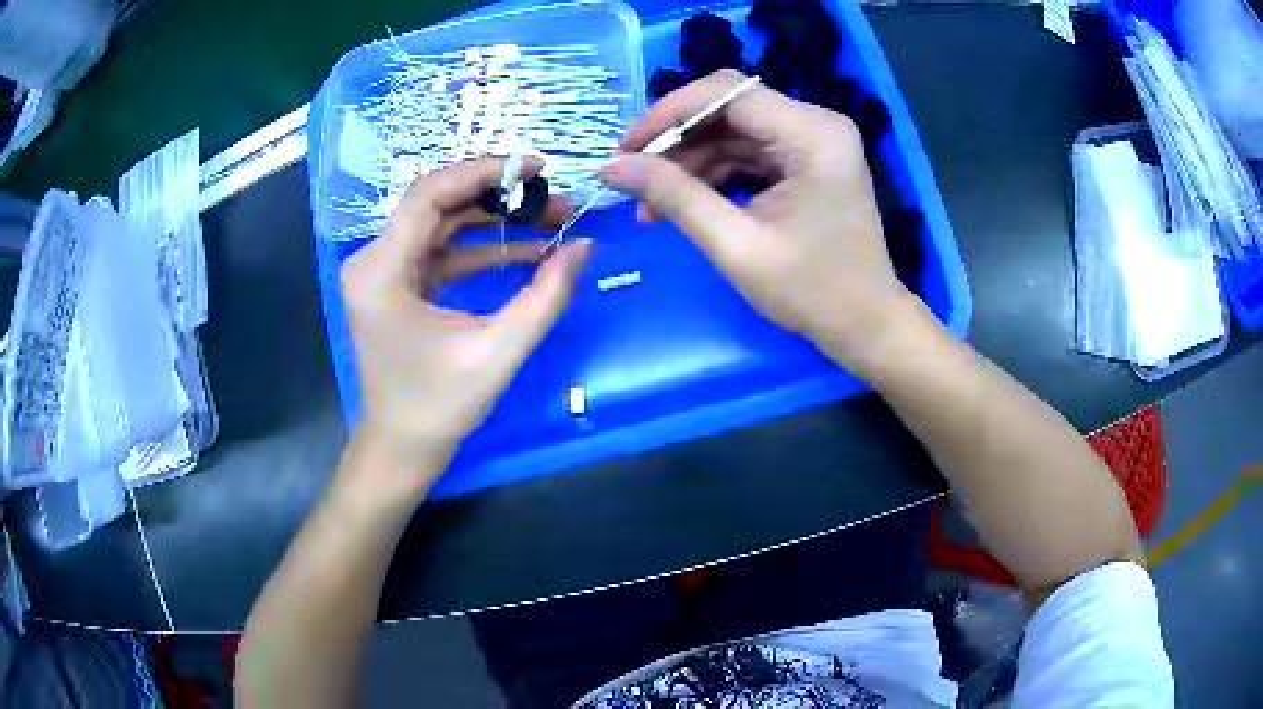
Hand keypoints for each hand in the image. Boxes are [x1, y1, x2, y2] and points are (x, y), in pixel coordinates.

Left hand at [340, 158, 590, 494]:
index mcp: (382, 271)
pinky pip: (442, 251)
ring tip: (551, 222)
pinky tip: (526, 250)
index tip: (538, 168)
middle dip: (499, 198)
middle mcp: (374, 261)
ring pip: (443, 225)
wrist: (403, 448)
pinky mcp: (398, 285)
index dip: (485, 172)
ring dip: (495, 222)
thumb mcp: (498, 352)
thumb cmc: (439, 408)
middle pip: (438, 204)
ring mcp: (384, 272)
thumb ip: (546, 297)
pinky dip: (481, 248)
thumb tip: (585, 246)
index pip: (431, 194)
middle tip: (555, 201)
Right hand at [601, 70, 919, 376]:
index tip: (626, 150)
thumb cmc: (811, 292)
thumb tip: (611, 168)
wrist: (865, 325)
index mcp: (813, 134)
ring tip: (650, 204)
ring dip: (689, 161)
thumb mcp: (736, 245)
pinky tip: (683, 202)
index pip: (727, 93)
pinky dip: (713, 173)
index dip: (668, 113)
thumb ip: (674, 197)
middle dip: (675, 140)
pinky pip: (748, 151)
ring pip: (733, 130)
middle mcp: (816, 124)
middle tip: (632, 178)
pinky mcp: (807, 160)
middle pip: (728, 107)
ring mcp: (813, 141)